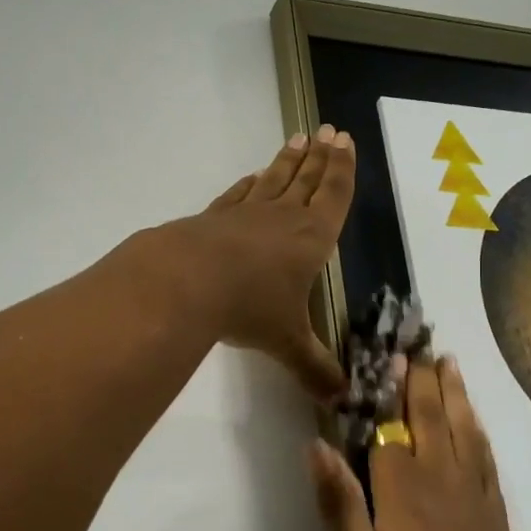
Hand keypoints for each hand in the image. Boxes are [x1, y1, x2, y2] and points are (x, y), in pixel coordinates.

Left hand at [166, 126, 356, 399]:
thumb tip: (341, 400)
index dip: (342, 170)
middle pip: (306, 179)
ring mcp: (244, 214)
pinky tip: (252, 177)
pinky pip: (238, 195)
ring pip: (273, 180)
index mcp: (310, 238)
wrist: (185, 281)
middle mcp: (281, 218)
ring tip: (297, 140)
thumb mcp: (287, 342)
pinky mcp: (213, 219)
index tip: (344, 140)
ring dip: (287, 161)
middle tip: (327, 130)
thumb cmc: (249, 307)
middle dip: (320, 157)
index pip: (333, 196)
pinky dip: (248, 184)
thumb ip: (314, 368)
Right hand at [309, 355, 530, 530]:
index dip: (380, 389)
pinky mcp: (494, 513)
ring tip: (446, 360)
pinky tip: (473, 419)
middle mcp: (441, 479)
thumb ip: (340, 508)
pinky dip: (476, 426)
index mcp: (404, 490)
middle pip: (428, 416)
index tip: (377, 352)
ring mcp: (474, 494)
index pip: (387, 424)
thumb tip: (316, 446)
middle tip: (415, 342)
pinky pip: (484, 454)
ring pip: (461, 427)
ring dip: (452, 392)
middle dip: (420, 378)